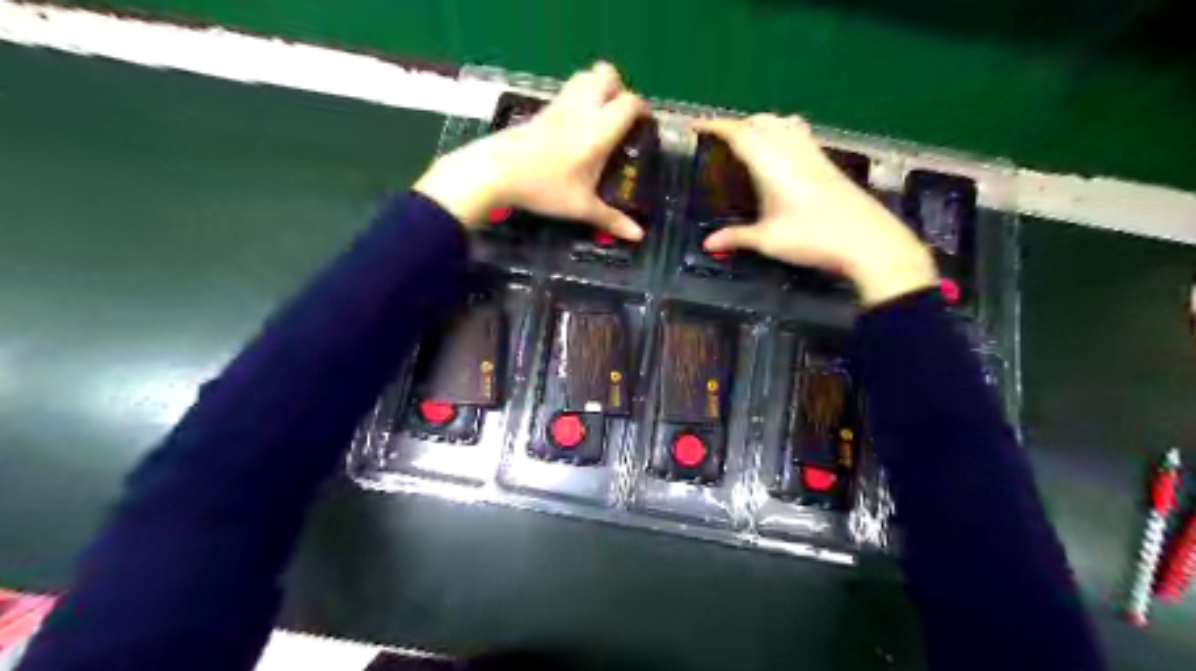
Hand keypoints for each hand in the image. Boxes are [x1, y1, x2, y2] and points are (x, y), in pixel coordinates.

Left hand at [417, 60, 649, 240]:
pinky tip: (575, 127)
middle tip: (620, 118)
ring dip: (598, 88)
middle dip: (619, 89)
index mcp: (598, 130)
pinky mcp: (542, 109)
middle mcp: (582, 109)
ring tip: (600, 118)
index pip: (630, 104)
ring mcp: (559, 105)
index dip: (643, 110)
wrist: (497, 171)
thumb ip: (611, 219)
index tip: (645, 127)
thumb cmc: (544, 188)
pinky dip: (578, 98)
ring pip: (585, 77)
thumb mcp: (581, 207)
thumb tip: (638, 236)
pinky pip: (567, 91)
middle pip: (606, 75)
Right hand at [697, 113, 937, 304]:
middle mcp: (792, 152)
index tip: (696, 125)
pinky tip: (780, 148)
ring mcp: (813, 154)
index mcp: (773, 166)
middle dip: (736, 124)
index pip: (740, 134)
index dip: (716, 126)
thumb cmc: (814, 239)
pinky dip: (780, 130)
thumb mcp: (769, 241)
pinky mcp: (826, 163)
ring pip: (781, 123)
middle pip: (761, 122)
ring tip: (746, 139)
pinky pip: (798, 133)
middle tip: (718, 139)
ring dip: (759, 123)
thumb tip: (708, 244)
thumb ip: (737, 238)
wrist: (868, 241)